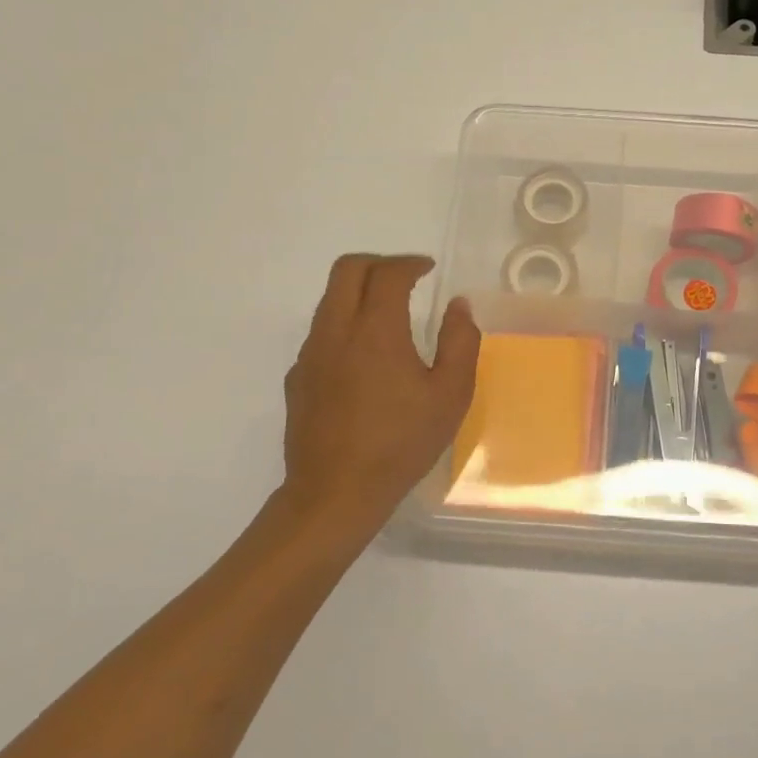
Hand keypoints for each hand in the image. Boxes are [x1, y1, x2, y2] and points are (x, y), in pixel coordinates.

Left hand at [277, 254, 479, 539]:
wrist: (334, 494)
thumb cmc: (400, 443)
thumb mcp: (450, 394)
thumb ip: (460, 341)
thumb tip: (458, 306)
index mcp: (375, 330)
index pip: (387, 273)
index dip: (410, 263)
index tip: (428, 269)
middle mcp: (335, 331)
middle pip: (347, 270)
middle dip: (378, 263)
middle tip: (405, 278)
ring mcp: (310, 354)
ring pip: (329, 299)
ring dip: (359, 292)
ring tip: (389, 315)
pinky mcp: (297, 378)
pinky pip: (320, 332)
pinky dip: (344, 324)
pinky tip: (365, 359)